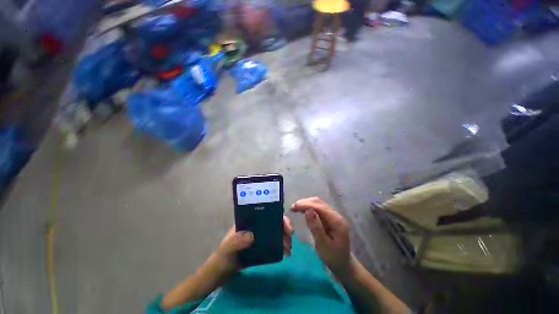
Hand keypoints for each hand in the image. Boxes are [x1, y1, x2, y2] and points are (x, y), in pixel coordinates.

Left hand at [215, 215, 293, 271]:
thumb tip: (251, 235)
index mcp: (249, 221)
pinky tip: (286, 253)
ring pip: (276, 232)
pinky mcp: (262, 247)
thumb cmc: (224, 256)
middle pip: (274, 221)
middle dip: (284, 226)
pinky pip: (275, 243)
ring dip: (285, 237)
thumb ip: (236, 241)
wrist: (222, 271)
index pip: (266, 213)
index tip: (285, 224)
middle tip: (290, 235)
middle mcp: (257, 226)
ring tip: (289, 248)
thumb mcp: (227, 247)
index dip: (277, 216)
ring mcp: (260, 236)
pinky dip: (281, 246)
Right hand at [291, 197, 350, 275]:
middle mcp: (336, 215)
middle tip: (293, 207)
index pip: (320, 207)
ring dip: (307, 204)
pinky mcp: (329, 218)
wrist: (343, 264)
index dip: (306, 205)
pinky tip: (302, 210)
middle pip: (319, 203)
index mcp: (337, 221)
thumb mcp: (323, 246)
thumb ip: (316, 228)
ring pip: (318, 204)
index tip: (294, 207)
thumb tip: (308, 211)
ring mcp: (333, 216)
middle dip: (305, 203)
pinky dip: (309, 207)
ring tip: (295, 208)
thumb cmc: (333, 257)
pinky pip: (318, 209)